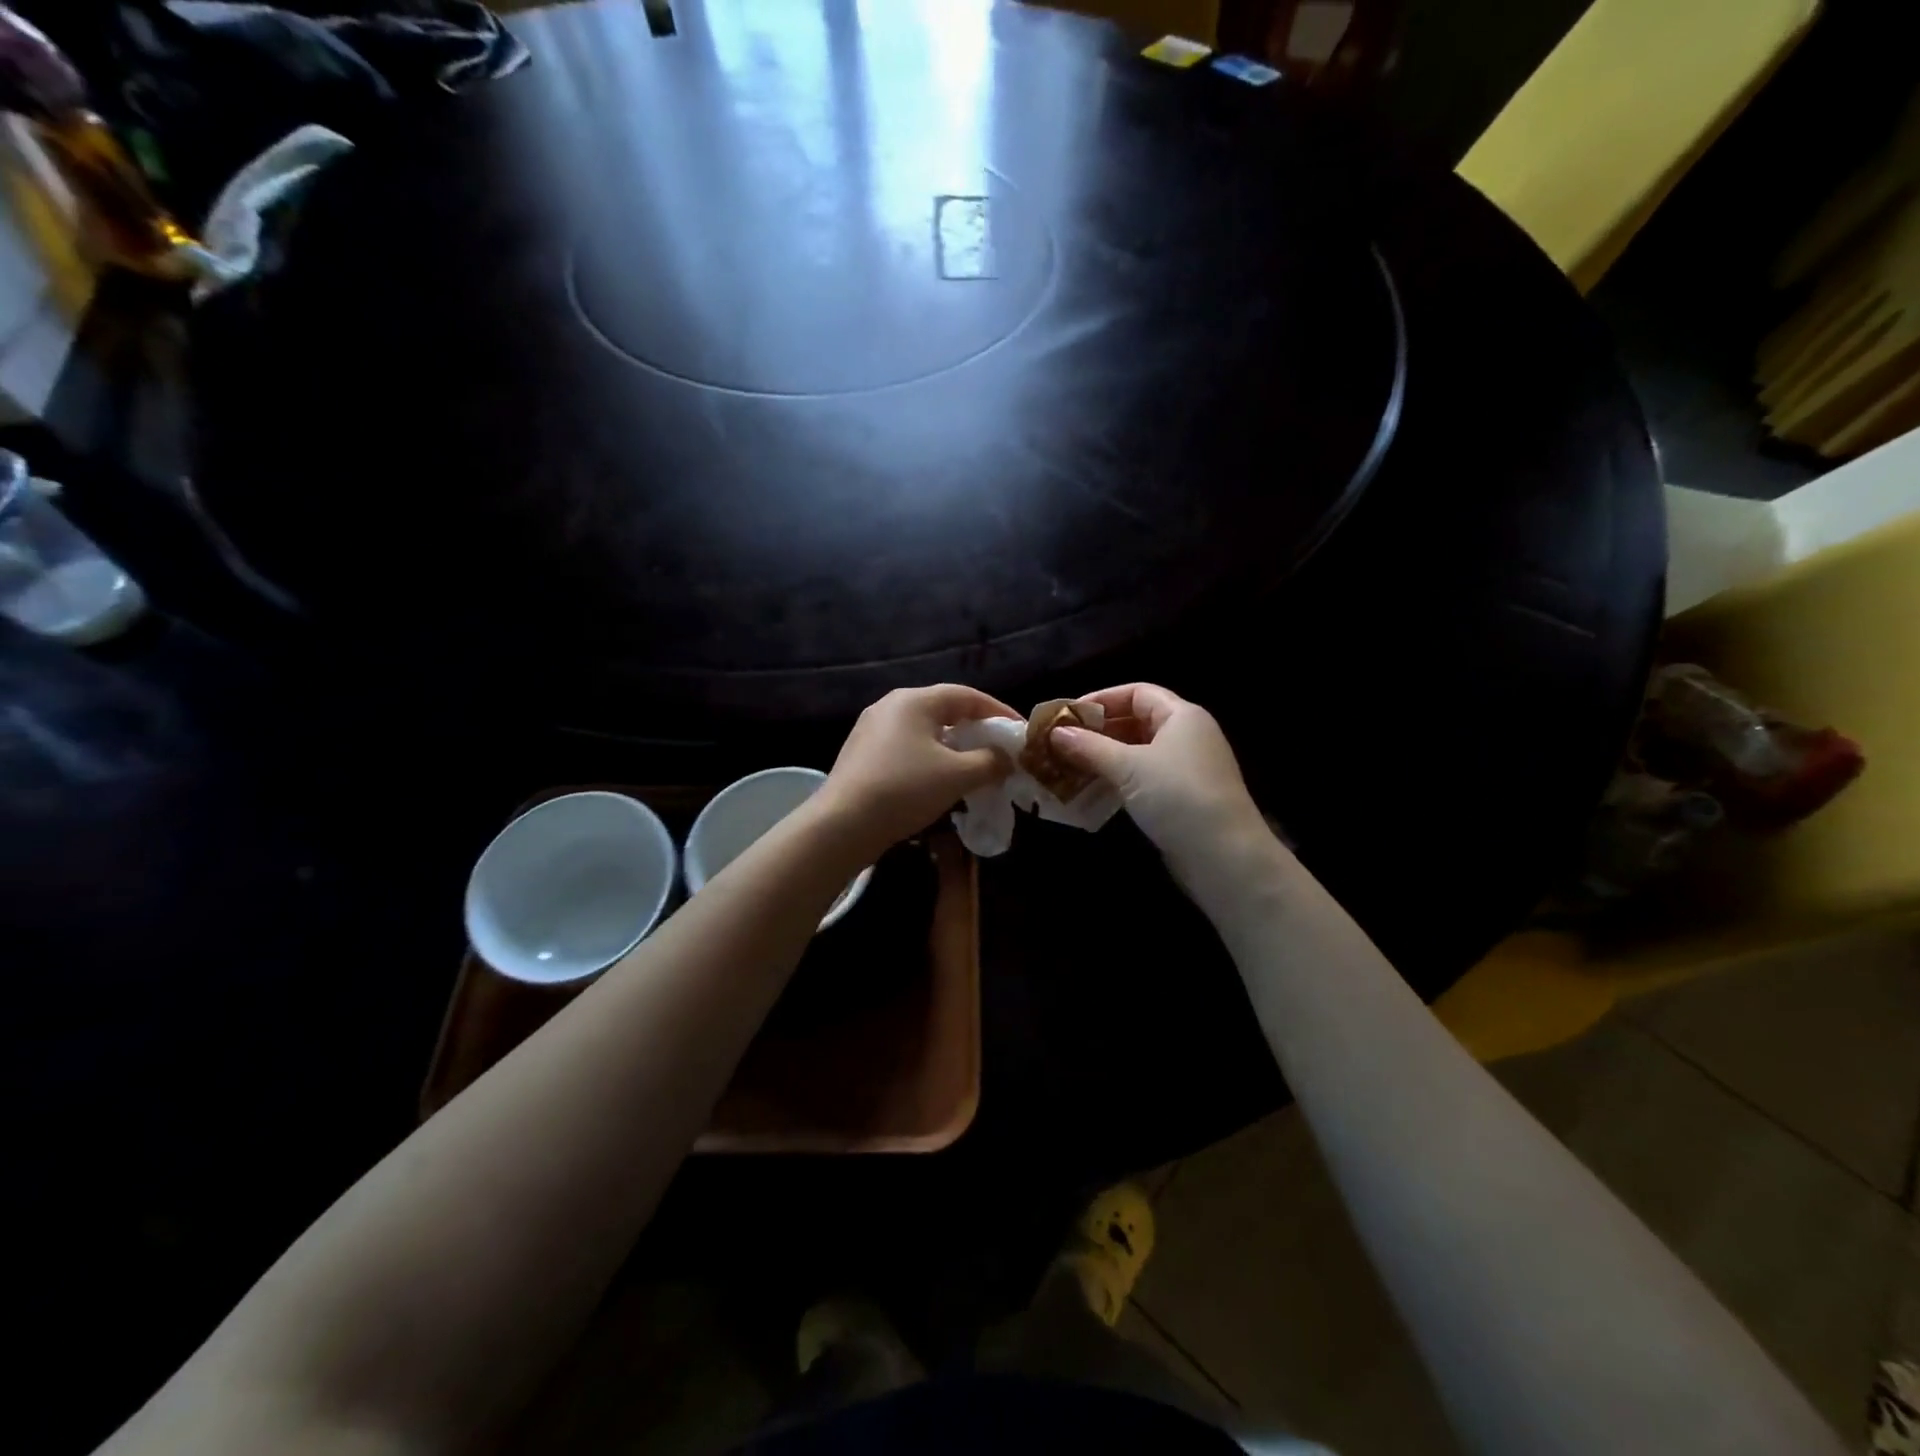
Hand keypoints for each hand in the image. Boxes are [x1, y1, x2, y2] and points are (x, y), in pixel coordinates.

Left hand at [816, 684, 1018, 860]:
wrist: (842, 825)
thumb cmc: (905, 789)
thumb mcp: (957, 775)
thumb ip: (990, 761)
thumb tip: (1007, 758)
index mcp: (914, 700)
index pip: (967, 695)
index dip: (999, 711)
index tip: (1021, 731)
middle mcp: (891, 706)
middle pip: (945, 710)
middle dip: (976, 730)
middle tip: (1000, 750)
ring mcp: (872, 729)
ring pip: (925, 732)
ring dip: (954, 747)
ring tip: (975, 768)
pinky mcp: (862, 754)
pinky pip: (907, 748)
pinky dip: (931, 759)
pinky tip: (939, 782)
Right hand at [1049, 683, 1268, 875]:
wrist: (1223, 856)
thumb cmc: (1177, 796)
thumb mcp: (1128, 767)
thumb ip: (1089, 747)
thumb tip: (1054, 733)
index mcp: (1181, 716)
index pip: (1137, 693)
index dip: (1101, 699)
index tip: (1068, 715)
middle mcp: (1185, 737)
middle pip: (1135, 722)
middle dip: (1097, 731)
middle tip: (1060, 744)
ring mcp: (1184, 769)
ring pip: (1135, 753)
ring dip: (1102, 759)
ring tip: (1066, 768)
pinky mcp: (1179, 798)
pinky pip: (1141, 779)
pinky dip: (1115, 781)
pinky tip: (1089, 792)